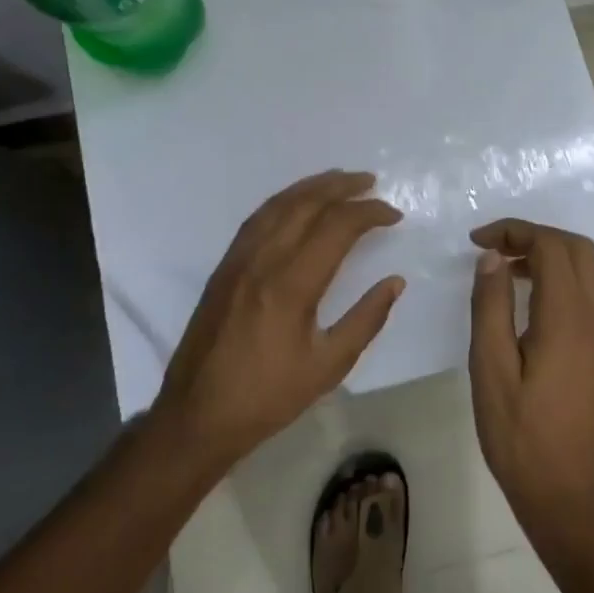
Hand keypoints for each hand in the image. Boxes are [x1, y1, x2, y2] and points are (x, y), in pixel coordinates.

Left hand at [154, 170, 404, 468]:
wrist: (198, 413)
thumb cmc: (268, 396)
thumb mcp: (328, 366)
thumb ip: (366, 320)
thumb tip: (395, 281)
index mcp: (291, 285)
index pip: (337, 228)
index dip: (369, 213)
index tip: (394, 215)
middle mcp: (263, 260)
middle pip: (306, 204)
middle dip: (342, 186)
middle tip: (371, 181)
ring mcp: (238, 259)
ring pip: (278, 205)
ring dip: (311, 186)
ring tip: (339, 179)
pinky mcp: (224, 266)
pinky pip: (257, 218)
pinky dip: (283, 201)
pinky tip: (296, 203)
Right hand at [467, 218, 593, 549]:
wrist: (568, 495)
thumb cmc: (520, 435)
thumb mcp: (490, 369)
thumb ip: (491, 306)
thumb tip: (492, 257)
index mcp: (566, 318)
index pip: (550, 245)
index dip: (513, 231)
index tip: (476, 242)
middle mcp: (592, 318)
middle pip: (576, 248)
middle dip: (534, 235)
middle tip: (493, 249)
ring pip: (585, 269)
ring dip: (548, 254)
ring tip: (505, 268)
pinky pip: (586, 292)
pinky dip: (558, 277)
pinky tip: (526, 298)